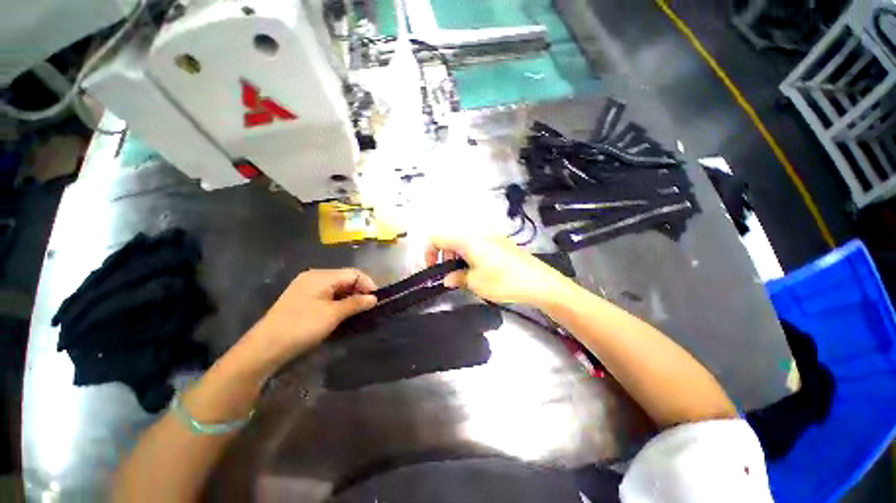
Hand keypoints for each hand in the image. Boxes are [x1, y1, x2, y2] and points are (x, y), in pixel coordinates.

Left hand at [241, 269, 376, 371]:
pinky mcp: (303, 299)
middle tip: (369, 307)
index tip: (376, 300)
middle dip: (359, 291)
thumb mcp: (332, 315)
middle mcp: (314, 277)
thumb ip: (356, 303)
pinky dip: (338, 301)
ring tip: (358, 311)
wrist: (265, 348)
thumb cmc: (301, 327)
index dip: (368, 284)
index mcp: (321, 276)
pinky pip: (327, 294)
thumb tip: (374, 298)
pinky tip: (342, 312)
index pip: (353, 273)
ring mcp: (307, 287)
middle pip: (345, 278)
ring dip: (350, 297)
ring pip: (337, 287)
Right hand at [425, 235, 572, 306]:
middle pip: (451, 239)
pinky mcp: (500, 242)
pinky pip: (477, 245)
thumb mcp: (475, 282)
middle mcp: (477, 232)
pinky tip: (480, 271)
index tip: (434, 271)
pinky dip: (471, 256)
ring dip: (458, 258)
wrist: (538, 281)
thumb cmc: (502, 281)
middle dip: (445, 257)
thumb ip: (456, 278)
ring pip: (464, 243)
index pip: (437, 238)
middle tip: (452, 276)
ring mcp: (490, 236)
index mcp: (467, 239)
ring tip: (467, 276)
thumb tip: (447, 278)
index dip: (430, 254)